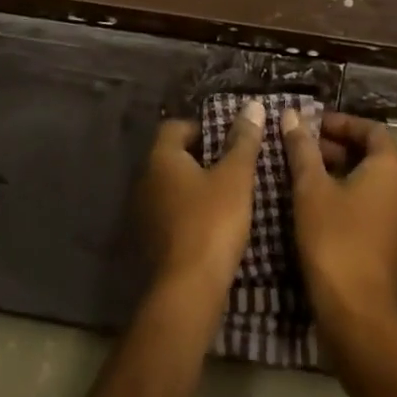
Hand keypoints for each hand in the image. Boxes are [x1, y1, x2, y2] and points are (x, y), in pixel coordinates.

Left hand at [137, 102, 265, 306]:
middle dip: (200, 157)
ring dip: (194, 186)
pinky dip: (188, 212)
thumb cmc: (211, 223)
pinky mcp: (150, 240)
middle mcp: (145, 179)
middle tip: (231, 165)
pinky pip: (170, 213)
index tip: (227, 140)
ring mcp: (144, 212)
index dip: (201, 128)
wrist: (187, 290)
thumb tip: (252, 105)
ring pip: (171, 186)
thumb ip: (243, 141)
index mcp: (161, 157)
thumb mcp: (235, 178)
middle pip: (172, 156)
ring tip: (226, 195)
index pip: (175, 126)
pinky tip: (212, 224)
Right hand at [281, 110, 396, 337]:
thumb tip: (291, 115)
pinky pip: (375, 208)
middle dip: (338, 148)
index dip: (342, 123)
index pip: (372, 130)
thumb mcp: (311, 188)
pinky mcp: (396, 248)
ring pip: (373, 183)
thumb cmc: (335, 239)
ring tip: (306, 177)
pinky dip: (350, 198)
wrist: (359, 315)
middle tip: (303, 150)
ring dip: (342, 173)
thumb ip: (302, 148)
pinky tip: (320, 209)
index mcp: (392, 170)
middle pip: (374, 156)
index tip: (311, 126)